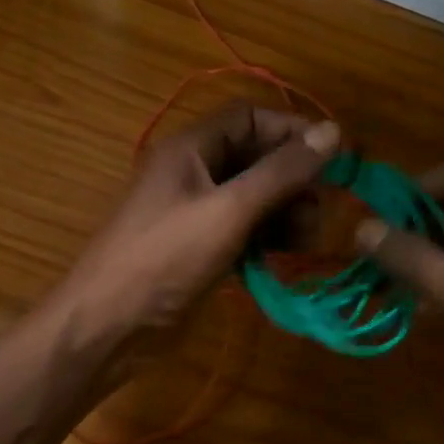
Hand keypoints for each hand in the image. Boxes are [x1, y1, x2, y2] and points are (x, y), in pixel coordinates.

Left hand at [49, 103, 339, 354]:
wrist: (109, 325)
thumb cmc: (165, 259)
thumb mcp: (228, 211)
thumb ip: (281, 172)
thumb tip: (333, 132)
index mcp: (190, 149)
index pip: (249, 118)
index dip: (291, 130)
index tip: (333, 157)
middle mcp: (193, 173)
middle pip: (254, 158)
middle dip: (293, 179)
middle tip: (320, 212)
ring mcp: (195, 212)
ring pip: (253, 197)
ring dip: (286, 211)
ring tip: (308, 239)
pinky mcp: (200, 248)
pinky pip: (243, 229)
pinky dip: (268, 236)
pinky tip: (286, 255)